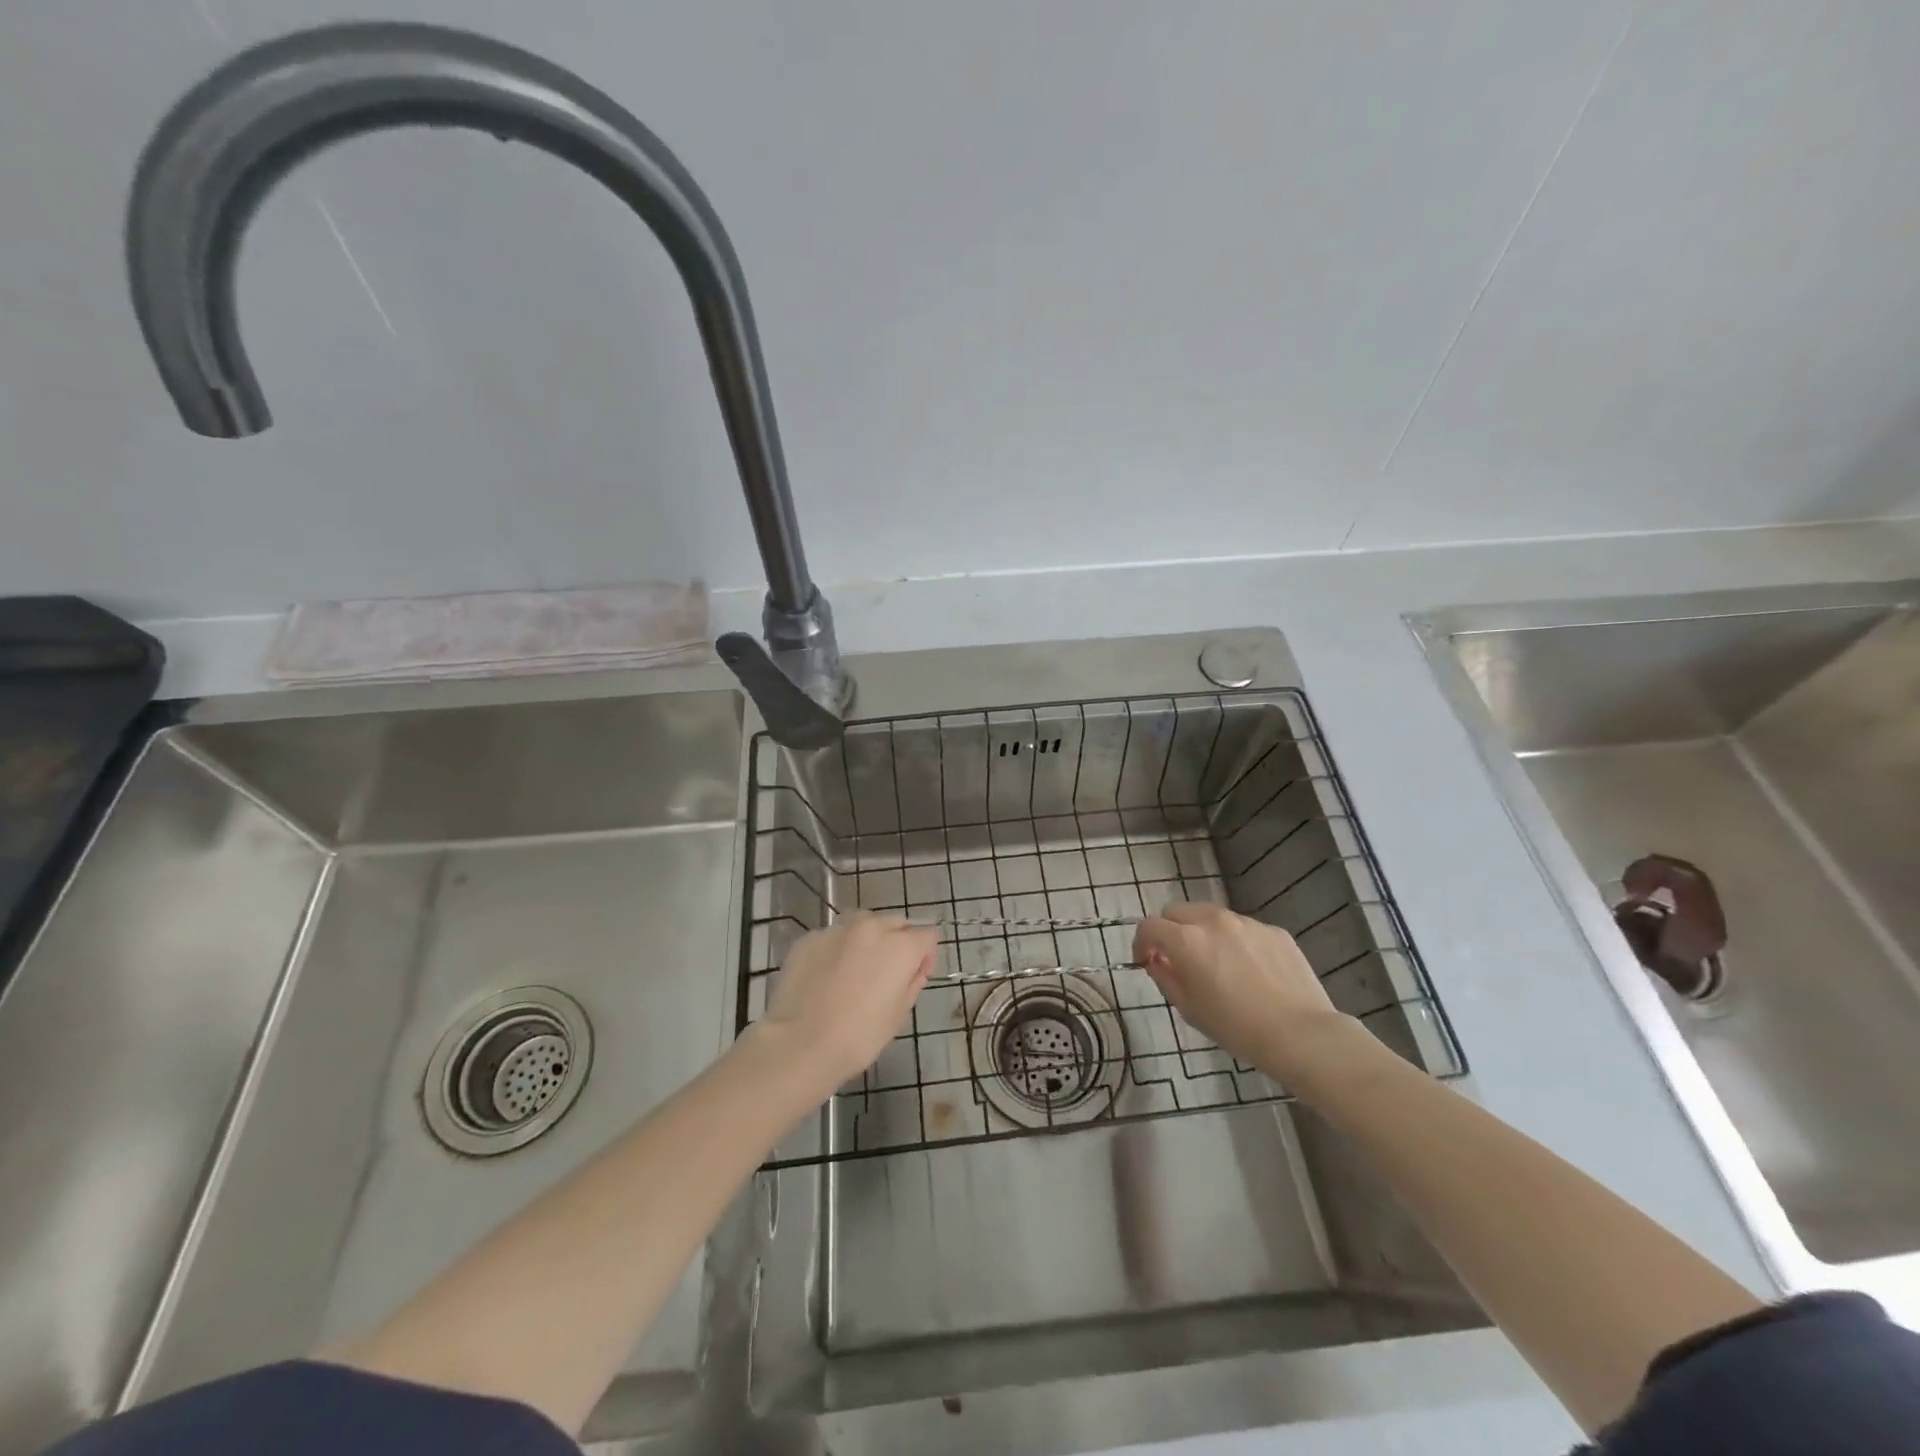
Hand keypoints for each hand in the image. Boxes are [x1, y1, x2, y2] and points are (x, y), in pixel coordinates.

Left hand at [758, 912, 937, 1095]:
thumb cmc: (858, 1037)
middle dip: (898, 942)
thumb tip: (914, 968)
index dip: (926, 956)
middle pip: (896, 923)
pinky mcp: (809, 938)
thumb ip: (912, 982)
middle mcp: (871, 928)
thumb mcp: (899, 1015)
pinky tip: (827, 975)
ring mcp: (837, 930)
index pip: (927, 935)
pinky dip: (837, 949)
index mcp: (900, 946)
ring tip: (856, 968)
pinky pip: (833, 937)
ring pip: (863, 923)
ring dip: (868, 939)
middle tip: (886, 973)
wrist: (799, 1044)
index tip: (916, 976)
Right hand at [1133, 902, 1349, 1084]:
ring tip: (1217, 964)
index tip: (1145, 961)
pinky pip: (1243, 929)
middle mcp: (1214, 921)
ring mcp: (1247, 922)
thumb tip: (1156, 961)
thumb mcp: (1190, 1009)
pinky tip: (1250, 971)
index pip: (1149, 926)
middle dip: (1170, 930)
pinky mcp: (1274, 930)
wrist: (1302, 1034)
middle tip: (1177, 959)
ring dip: (1202, 933)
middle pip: (1177, 911)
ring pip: (1211, 916)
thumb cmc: (1237, 1028)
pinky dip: (1235, 942)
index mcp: (1187, 940)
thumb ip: (1165, 978)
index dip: (1141, 943)